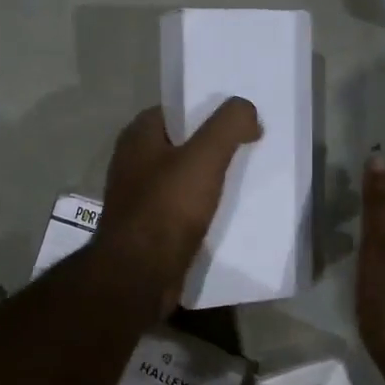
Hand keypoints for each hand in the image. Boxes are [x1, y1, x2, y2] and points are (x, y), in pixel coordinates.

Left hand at [98, 99, 262, 314]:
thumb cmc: (167, 207)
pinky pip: (182, 208)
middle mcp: (133, 162)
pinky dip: (203, 208)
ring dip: (211, 179)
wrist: (139, 275)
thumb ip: (228, 124)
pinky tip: (228, 213)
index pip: (176, 110)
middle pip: (182, 144)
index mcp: (137, 137)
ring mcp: (139, 197)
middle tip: (251, 148)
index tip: (240, 119)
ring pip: (184, 178)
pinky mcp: (149, 228)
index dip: (207, 110)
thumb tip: (246, 109)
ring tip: (246, 180)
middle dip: (214, 145)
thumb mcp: (204, 157)